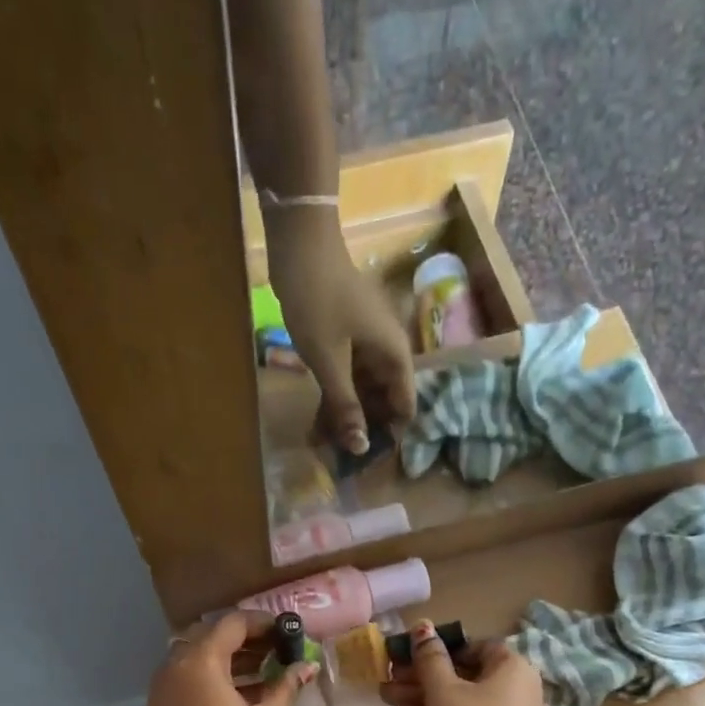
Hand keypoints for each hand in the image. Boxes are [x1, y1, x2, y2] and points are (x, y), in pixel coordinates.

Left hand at [146, 612, 314, 705]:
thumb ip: (285, 686)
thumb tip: (305, 667)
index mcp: (199, 663)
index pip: (231, 624)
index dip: (263, 623)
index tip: (288, 631)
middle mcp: (173, 669)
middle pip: (209, 637)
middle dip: (244, 639)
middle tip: (277, 649)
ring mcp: (161, 693)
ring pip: (195, 660)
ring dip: (228, 659)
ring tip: (266, 670)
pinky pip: (187, 682)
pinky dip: (212, 679)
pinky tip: (242, 694)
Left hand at [265, 207, 416, 454]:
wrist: (299, 245)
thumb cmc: (319, 302)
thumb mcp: (330, 362)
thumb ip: (346, 406)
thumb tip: (360, 447)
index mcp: (394, 353)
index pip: (405, 402)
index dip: (392, 432)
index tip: (373, 459)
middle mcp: (385, 350)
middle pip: (382, 399)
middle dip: (363, 429)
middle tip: (341, 459)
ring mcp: (364, 344)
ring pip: (361, 390)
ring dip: (344, 417)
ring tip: (323, 448)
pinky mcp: (344, 340)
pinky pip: (345, 377)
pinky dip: (333, 397)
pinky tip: (317, 424)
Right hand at [380, 620, 546, 705]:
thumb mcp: (443, 690)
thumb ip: (430, 658)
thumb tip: (422, 627)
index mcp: (512, 668)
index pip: (477, 645)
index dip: (442, 647)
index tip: (412, 654)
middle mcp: (513, 691)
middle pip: (463, 674)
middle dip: (423, 674)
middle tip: (390, 676)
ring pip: (458, 700)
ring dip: (423, 696)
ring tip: (387, 696)